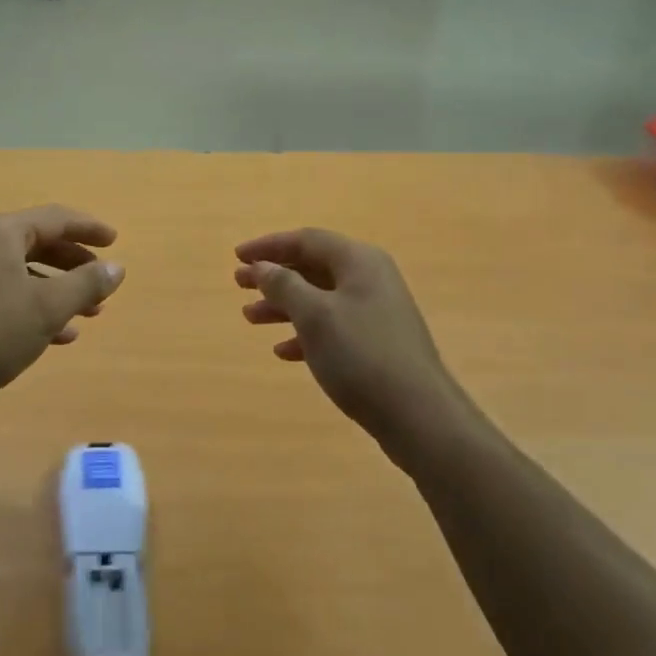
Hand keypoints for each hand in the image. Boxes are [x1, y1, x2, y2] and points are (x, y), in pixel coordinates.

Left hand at [0, 205, 125, 420]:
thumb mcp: (47, 308)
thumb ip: (86, 284)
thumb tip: (116, 267)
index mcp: (1, 233)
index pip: (55, 218)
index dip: (89, 228)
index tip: (116, 241)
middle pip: (39, 243)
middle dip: (75, 263)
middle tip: (102, 279)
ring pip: (24, 273)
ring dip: (59, 290)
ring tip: (90, 313)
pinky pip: (7, 294)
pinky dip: (35, 307)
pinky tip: (59, 335)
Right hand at [235, 228, 458, 438]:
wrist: (418, 416)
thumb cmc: (361, 355)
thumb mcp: (314, 316)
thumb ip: (284, 285)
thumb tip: (262, 266)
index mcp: (359, 262)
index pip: (306, 240)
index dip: (268, 246)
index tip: (236, 257)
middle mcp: (370, 279)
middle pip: (312, 267)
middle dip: (273, 275)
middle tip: (238, 285)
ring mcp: (375, 312)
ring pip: (319, 298)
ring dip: (283, 306)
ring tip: (250, 318)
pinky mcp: (376, 343)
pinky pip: (332, 327)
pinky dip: (304, 333)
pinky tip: (283, 352)